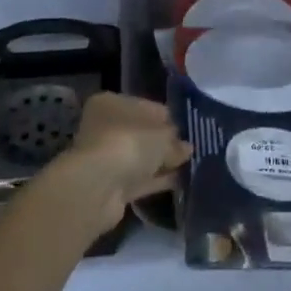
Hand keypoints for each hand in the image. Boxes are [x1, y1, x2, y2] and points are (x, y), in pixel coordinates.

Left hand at [56, 93, 191, 231]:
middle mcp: (105, 127)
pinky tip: (180, 182)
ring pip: (141, 158)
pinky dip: (157, 180)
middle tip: (191, 150)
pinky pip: (140, 179)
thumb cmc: (130, 143)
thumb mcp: (163, 135)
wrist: (98, 186)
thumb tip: (186, 148)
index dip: (168, 118)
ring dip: (162, 163)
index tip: (188, 130)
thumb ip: (176, 141)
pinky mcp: (110, 185)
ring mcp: (106, 158)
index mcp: (111, 103)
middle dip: (165, 143)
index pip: (146, 106)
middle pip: (142, 134)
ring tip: (191, 166)